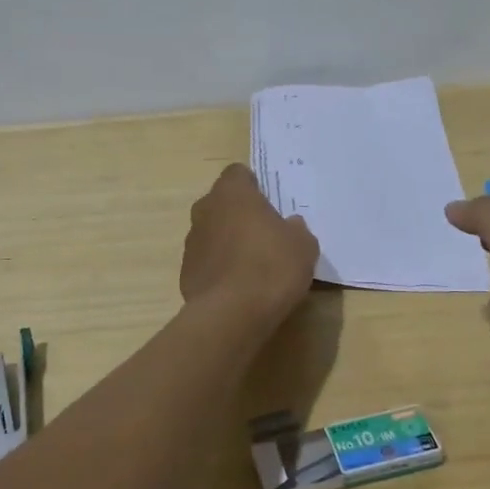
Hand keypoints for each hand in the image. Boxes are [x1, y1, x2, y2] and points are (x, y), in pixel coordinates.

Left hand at [181, 166, 318, 324]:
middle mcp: (205, 210)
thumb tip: (289, 226)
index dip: (254, 186)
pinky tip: (239, 288)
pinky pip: (207, 261)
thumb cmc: (271, 267)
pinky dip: (220, 269)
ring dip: (228, 242)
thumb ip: (295, 229)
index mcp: (232, 193)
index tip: (269, 204)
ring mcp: (192, 242)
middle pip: (222, 203)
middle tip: (265, 235)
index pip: (238, 174)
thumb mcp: (303, 245)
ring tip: (253, 266)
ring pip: (212, 232)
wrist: (232, 314)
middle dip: (240, 214)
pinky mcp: (186, 272)